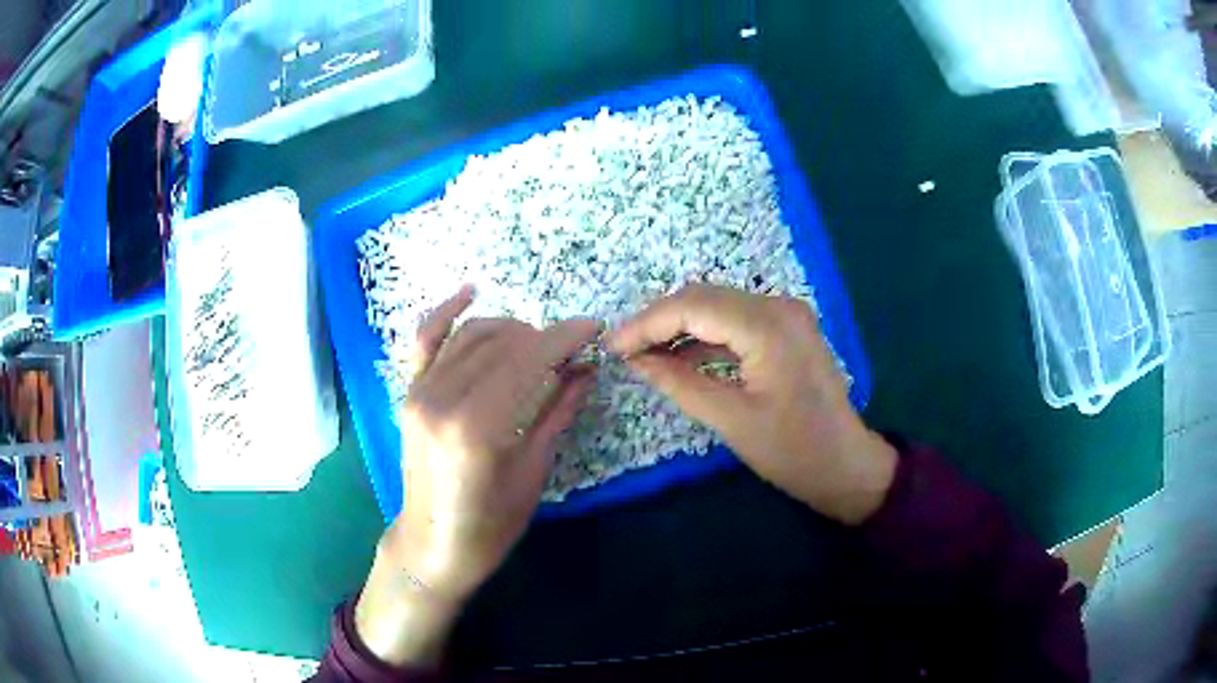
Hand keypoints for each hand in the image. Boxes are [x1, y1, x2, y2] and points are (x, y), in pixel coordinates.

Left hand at [356, 286, 597, 664]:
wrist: (432, 545)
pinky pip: (425, 340)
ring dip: (510, 329)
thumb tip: (585, 370)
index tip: (594, 330)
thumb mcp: (532, 471)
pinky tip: (470, 292)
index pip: (528, 360)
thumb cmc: (490, 525)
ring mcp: (420, 392)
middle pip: (502, 344)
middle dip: (544, 338)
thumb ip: (556, 411)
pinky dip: (446, 311)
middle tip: (573, 350)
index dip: (565, 338)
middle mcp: (443, 398)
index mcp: (477, 427)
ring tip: (538, 343)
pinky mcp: (410, 393)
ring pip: (471, 335)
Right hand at [608, 284, 896, 525]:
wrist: (846, 465)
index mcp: (768, 326)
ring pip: (717, 306)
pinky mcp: (786, 328)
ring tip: (642, 352)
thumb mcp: (731, 419)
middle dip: (659, 321)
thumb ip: (679, 383)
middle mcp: (778, 306)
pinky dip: (704, 335)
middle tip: (623, 349)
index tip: (612, 346)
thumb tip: (635, 360)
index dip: (646, 323)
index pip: (692, 307)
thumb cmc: (793, 451)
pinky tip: (678, 354)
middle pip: (703, 298)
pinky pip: (735, 321)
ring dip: (679, 325)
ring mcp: (786, 314)